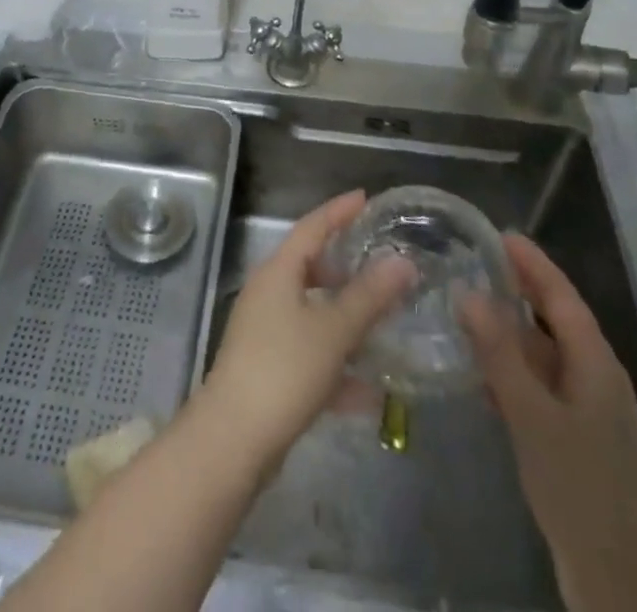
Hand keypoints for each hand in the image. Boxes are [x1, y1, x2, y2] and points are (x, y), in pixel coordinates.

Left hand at [195, 190, 415, 476]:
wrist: (233, 440)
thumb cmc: (283, 369)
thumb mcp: (333, 330)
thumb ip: (370, 297)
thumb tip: (403, 261)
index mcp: (278, 272)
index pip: (311, 227)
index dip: (338, 210)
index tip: (365, 197)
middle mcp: (268, 294)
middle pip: (310, 268)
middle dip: (346, 268)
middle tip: (381, 267)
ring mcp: (265, 333)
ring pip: (313, 314)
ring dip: (346, 321)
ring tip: (385, 325)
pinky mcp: (268, 371)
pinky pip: (310, 355)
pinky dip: (338, 367)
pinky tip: (370, 394)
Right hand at [459, 234, 636, 611]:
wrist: (620, 583)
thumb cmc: (579, 488)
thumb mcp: (532, 416)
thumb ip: (499, 353)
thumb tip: (468, 291)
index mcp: (596, 364)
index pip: (562, 296)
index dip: (533, 264)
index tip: (501, 233)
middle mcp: (597, 378)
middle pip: (557, 319)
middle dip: (522, 289)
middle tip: (478, 260)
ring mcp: (589, 411)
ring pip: (548, 353)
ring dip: (513, 329)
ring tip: (470, 305)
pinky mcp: (577, 439)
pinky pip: (543, 385)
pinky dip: (515, 367)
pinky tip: (483, 370)